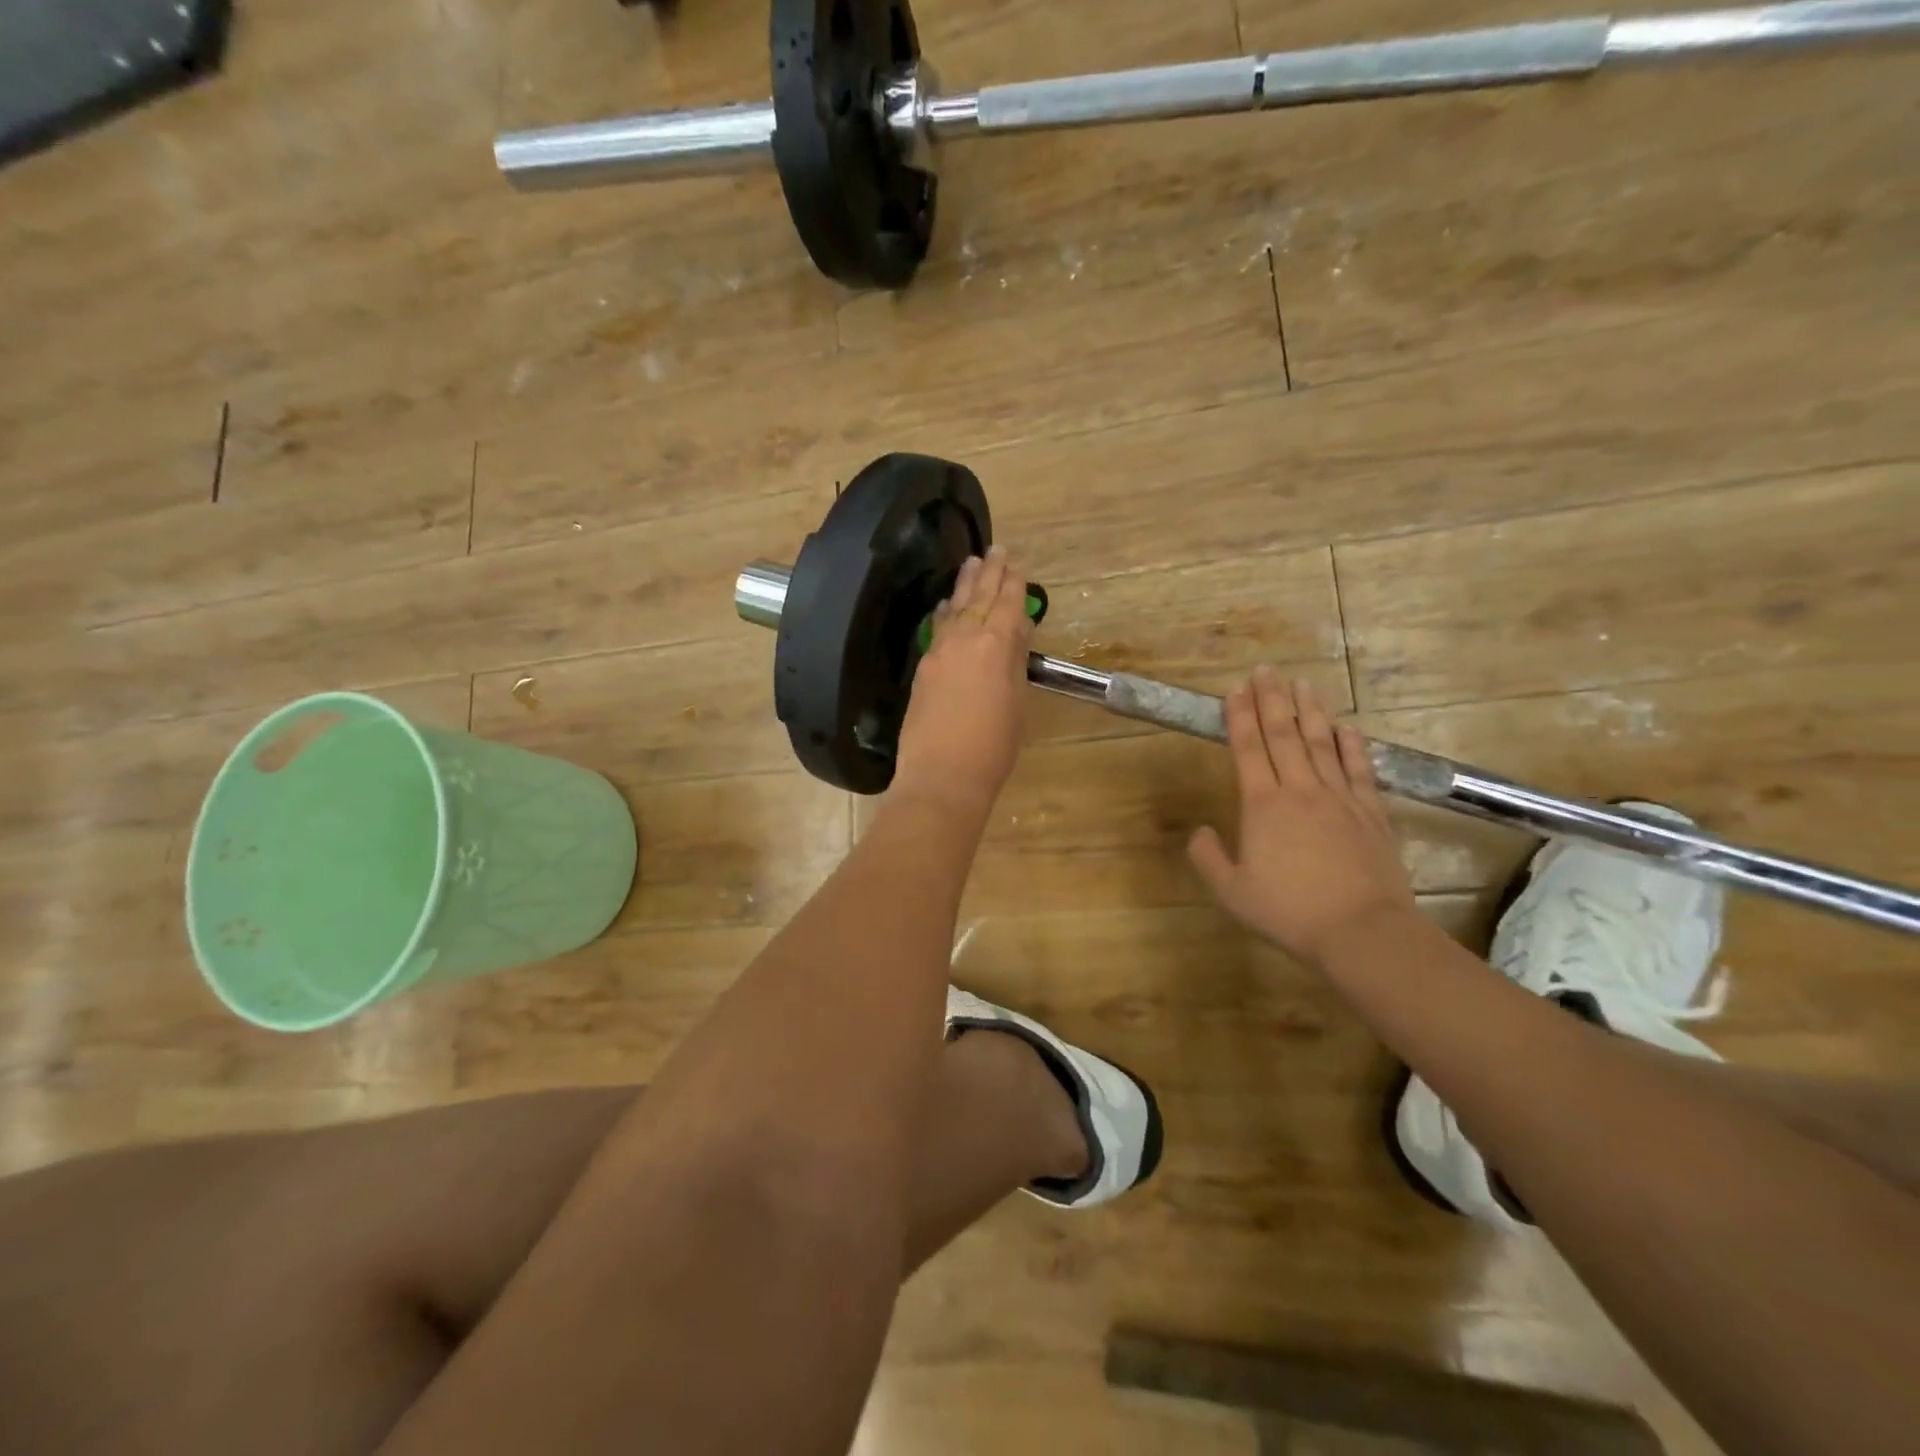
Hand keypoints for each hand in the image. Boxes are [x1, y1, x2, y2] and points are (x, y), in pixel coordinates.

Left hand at [892, 547, 1033, 817]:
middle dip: (989, 572)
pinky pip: (936, 629)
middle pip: (979, 598)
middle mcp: (965, 640)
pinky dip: (944, 612)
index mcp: (996, 646)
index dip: (1013, 583)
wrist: (942, 776)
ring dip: (964, 585)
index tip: (1015, 564)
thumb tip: (1015, 631)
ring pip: (954, 609)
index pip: (1007, 605)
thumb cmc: (993, 747)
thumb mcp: (1017, 704)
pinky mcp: (922, 669)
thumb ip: (1014, 663)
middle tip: (994, 549)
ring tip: (970, 564)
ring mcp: (939, 653)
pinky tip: (944, 604)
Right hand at [1188, 669, 1415, 966]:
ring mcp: (1340, 798)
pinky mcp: (1371, 813)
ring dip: (1310, 711)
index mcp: (1263, 805)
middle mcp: (1300, 790)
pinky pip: (1358, 769)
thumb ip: (1209, 859)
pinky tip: (1348, 726)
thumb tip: (1199, 833)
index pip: (1248, 748)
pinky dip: (1352, 744)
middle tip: (1266, 671)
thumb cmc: (1290, 912)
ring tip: (1302, 684)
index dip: (1240, 716)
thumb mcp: (1232, 893)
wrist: (1362, 931)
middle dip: (1272, 700)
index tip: (1236, 689)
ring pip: (1322, 743)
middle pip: (1284, 734)